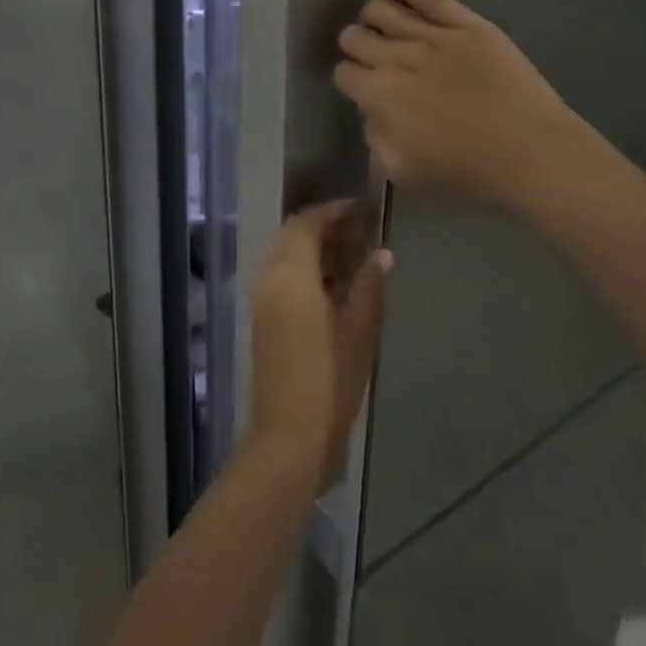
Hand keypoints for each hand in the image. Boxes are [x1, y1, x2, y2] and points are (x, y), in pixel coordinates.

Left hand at [248, 201, 389, 488]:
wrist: (289, 436)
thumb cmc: (329, 380)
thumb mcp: (359, 331)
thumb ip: (369, 286)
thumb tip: (382, 253)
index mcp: (290, 276)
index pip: (305, 223)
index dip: (332, 211)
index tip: (362, 208)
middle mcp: (269, 280)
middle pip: (292, 237)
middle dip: (325, 228)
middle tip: (362, 230)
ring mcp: (263, 302)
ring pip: (287, 258)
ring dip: (316, 249)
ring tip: (356, 254)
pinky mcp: (264, 321)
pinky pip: (283, 279)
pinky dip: (307, 272)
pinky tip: (338, 286)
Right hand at [334, 0, 585, 212]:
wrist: (529, 151)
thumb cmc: (467, 171)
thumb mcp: (402, 172)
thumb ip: (376, 139)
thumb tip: (373, 112)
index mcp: (379, 96)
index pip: (344, 73)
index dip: (347, 77)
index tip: (358, 84)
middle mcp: (397, 58)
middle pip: (356, 37)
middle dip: (354, 44)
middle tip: (366, 53)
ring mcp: (433, 36)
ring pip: (382, 10)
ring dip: (370, 15)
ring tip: (376, 21)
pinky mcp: (465, 23)